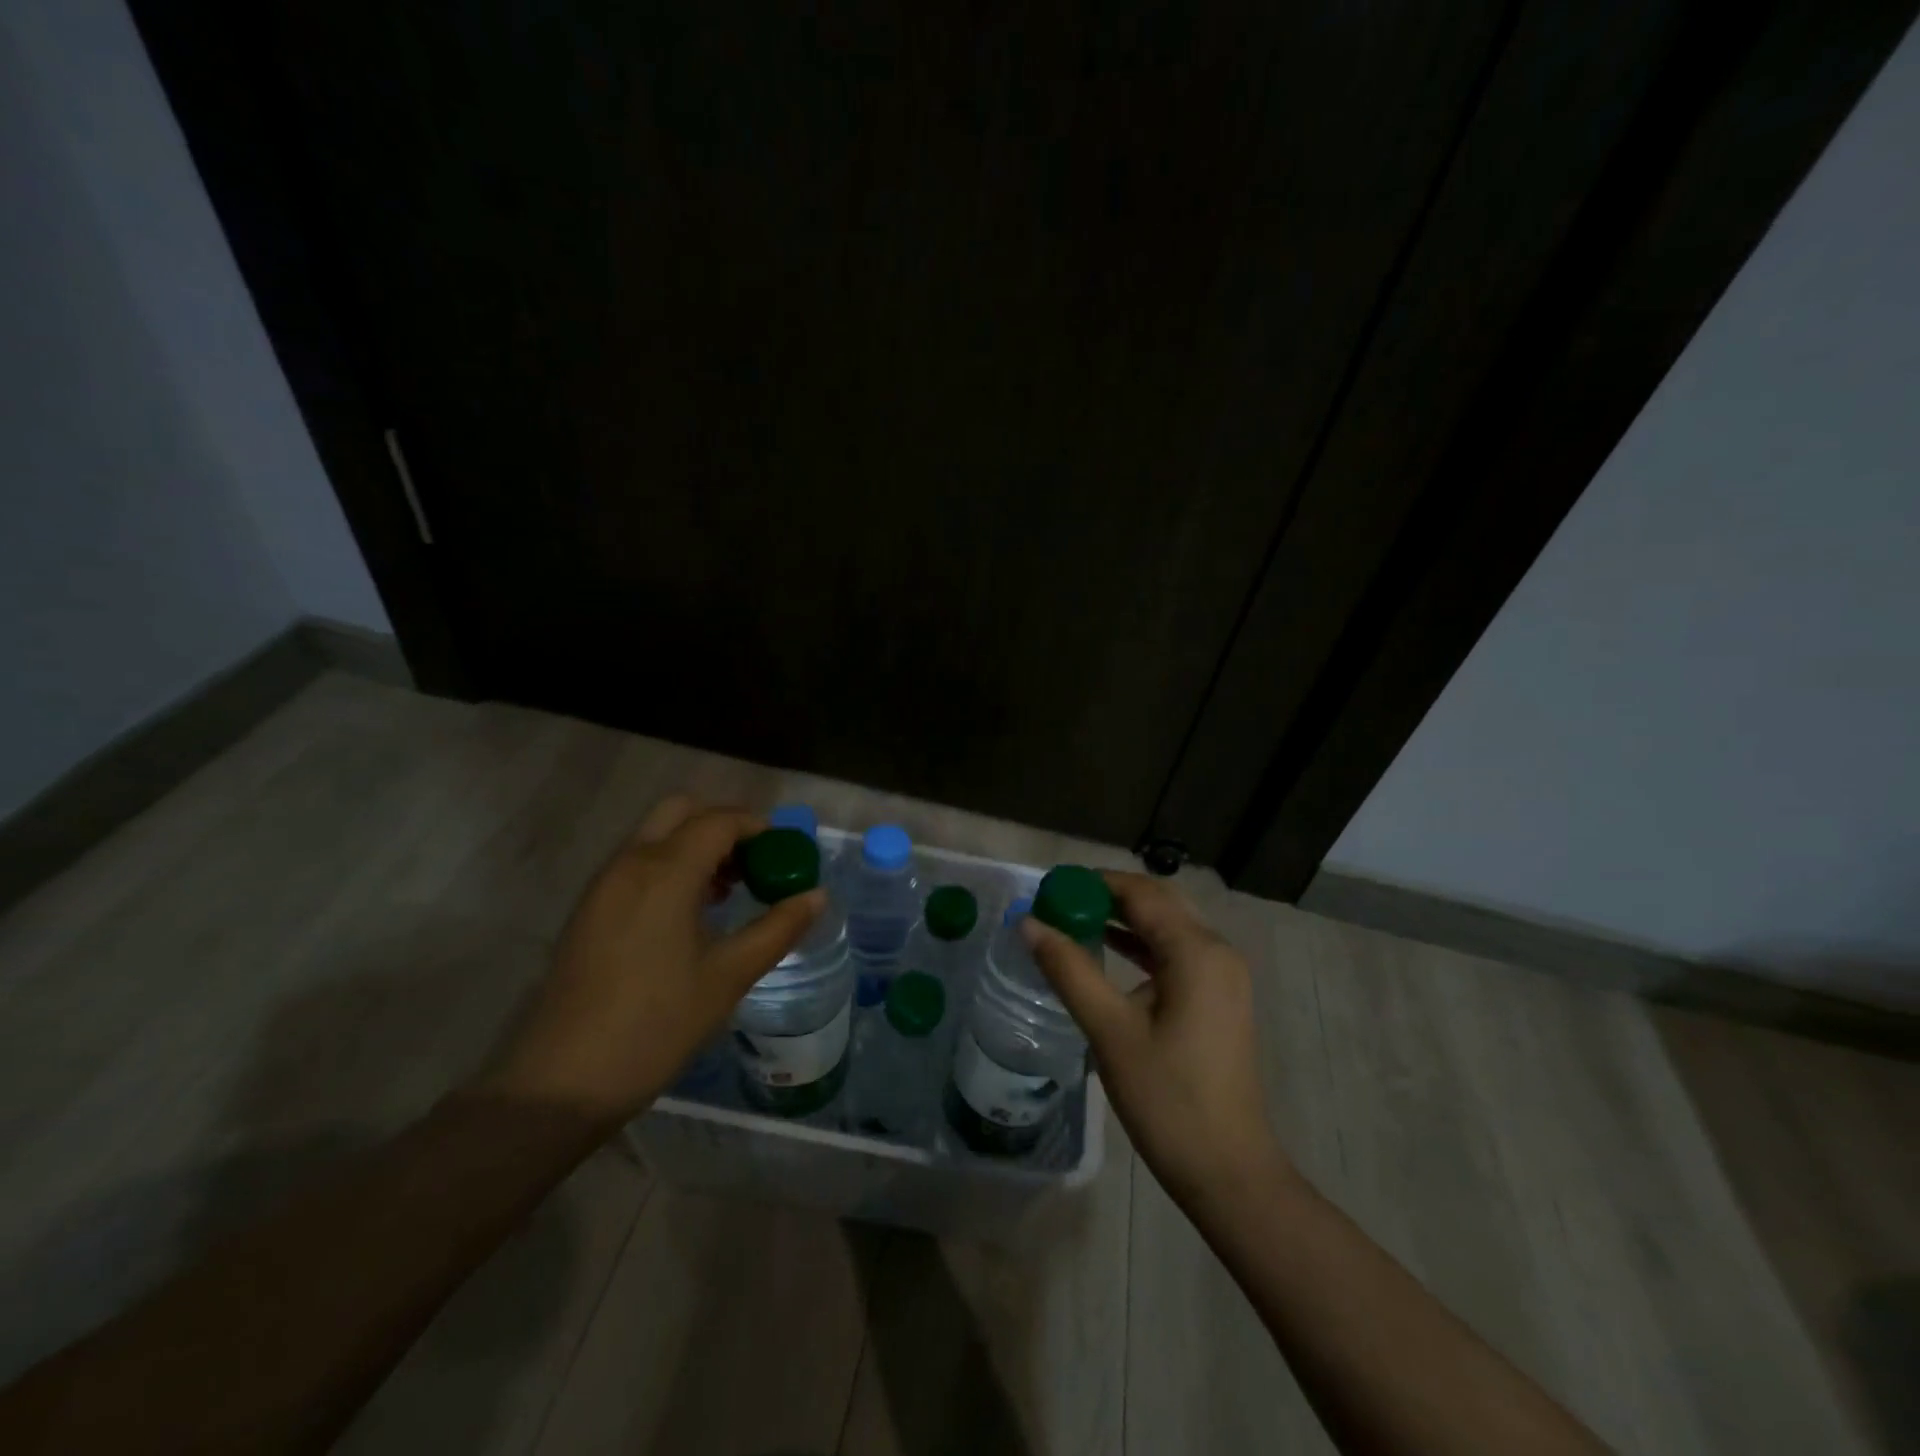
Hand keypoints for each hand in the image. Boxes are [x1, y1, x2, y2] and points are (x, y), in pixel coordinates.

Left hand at [480, 795, 824, 1124]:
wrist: (562, 1082)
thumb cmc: (657, 1024)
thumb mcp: (729, 976)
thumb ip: (778, 928)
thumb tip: (817, 895)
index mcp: (665, 871)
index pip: (719, 821)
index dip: (758, 827)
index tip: (785, 854)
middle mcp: (630, 863)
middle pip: (681, 810)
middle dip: (723, 825)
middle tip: (753, 865)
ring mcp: (603, 885)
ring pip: (656, 835)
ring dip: (695, 845)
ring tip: (727, 893)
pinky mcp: (590, 909)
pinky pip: (637, 862)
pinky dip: (670, 865)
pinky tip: (688, 915)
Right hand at [1024, 872, 1290, 1204]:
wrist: (1228, 1170)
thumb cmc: (1167, 1099)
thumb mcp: (1110, 1031)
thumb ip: (1069, 969)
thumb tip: (1028, 923)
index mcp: (1196, 951)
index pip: (1140, 892)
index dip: (1094, 882)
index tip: (1050, 887)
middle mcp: (1217, 951)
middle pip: (1159, 902)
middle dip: (1108, 896)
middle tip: (1060, 902)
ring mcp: (1223, 975)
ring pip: (1169, 926)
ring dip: (1125, 918)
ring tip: (1073, 920)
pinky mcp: (1219, 998)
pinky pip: (1176, 952)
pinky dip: (1142, 944)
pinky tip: (1108, 951)